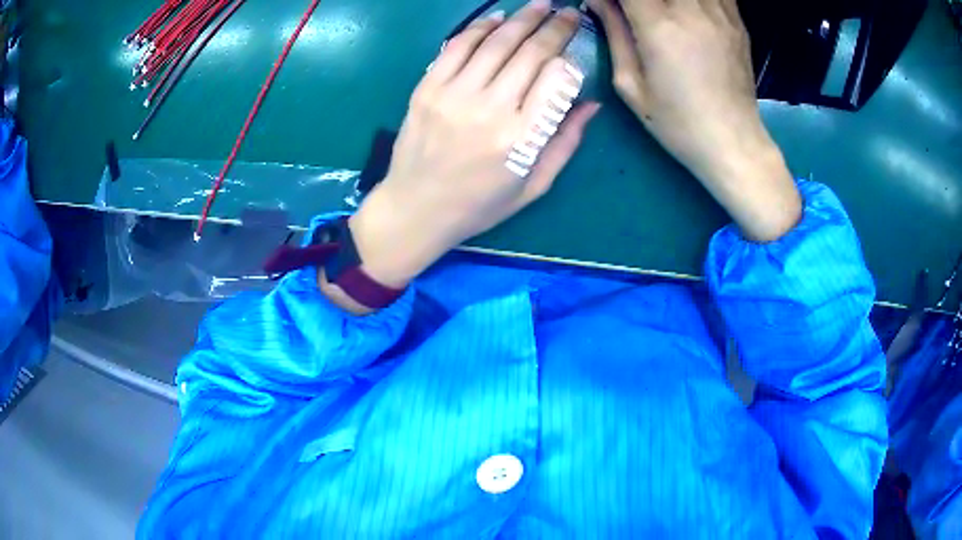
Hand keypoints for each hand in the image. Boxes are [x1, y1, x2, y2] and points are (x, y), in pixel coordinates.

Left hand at [350, 0, 598, 288]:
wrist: (415, 210)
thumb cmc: (479, 205)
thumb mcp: (533, 186)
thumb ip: (565, 144)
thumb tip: (591, 104)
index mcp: (521, 138)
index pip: (556, 78)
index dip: (569, 55)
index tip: (575, 45)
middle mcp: (489, 109)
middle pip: (529, 52)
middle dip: (554, 26)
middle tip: (568, 11)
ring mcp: (453, 95)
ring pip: (495, 43)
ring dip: (521, 19)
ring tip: (539, 4)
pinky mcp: (427, 89)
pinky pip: (457, 47)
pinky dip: (479, 28)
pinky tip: (497, 17)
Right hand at [589, 0, 800, 241]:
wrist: (734, 143)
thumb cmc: (678, 122)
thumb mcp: (631, 85)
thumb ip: (614, 33)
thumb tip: (597, 0)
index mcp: (660, 27)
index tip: (611, 6)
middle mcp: (691, 11)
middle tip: (637, 13)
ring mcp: (719, 13)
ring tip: (661, 13)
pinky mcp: (736, 21)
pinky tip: (687, 11)